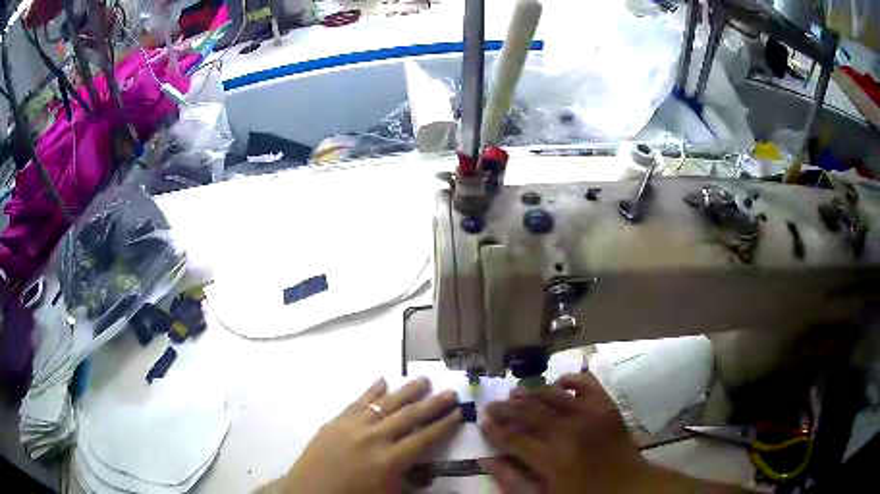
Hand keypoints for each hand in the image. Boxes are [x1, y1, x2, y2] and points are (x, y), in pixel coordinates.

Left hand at [278, 377, 461, 493]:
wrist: (309, 492)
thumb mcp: (388, 493)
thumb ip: (411, 478)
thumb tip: (430, 467)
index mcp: (390, 460)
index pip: (425, 438)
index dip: (444, 425)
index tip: (459, 412)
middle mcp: (374, 438)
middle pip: (409, 416)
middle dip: (433, 403)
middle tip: (450, 391)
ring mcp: (353, 426)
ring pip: (385, 403)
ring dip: (406, 391)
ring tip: (423, 379)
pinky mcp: (336, 421)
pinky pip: (357, 401)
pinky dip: (371, 390)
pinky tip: (382, 379)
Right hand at [480, 372, 648, 493]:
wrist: (628, 487)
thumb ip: (514, 482)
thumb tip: (489, 461)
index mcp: (551, 458)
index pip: (513, 439)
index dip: (495, 431)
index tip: (483, 423)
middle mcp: (568, 431)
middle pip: (529, 413)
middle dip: (506, 409)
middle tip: (492, 405)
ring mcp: (590, 415)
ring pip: (553, 395)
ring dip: (531, 392)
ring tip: (516, 392)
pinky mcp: (607, 407)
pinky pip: (587, 384)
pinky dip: (572, 380)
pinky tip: (560, 382)